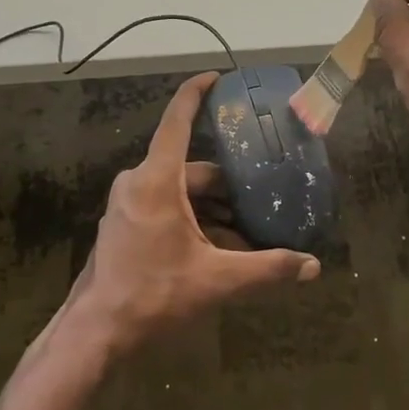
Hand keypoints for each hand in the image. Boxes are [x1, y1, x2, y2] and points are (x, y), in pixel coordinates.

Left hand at [71, 72, 319, 352]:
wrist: (96, 332)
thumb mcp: (216, 280)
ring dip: (211, 208)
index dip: (196, 94)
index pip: (177, 122)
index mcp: (157, 180)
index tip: (216, 77)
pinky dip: (192, 220)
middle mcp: (138, 183)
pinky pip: (164, 207)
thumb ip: (266, 269)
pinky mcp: (123, 224)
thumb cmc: (153, 294)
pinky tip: (216, 247)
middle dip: (227, 184)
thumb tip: (312, 267)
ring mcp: (127, 204)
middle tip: (260, 197)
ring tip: (246, 230)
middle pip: (191, 168)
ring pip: (179, 192)